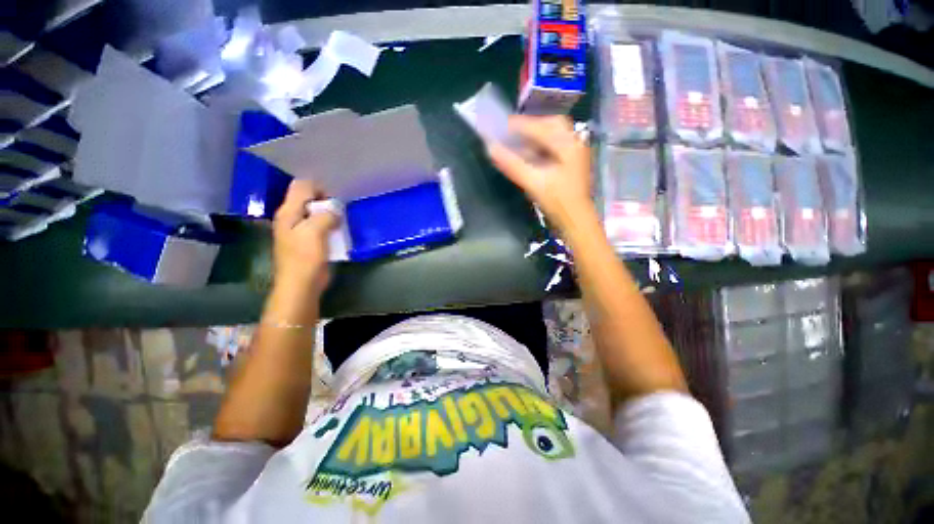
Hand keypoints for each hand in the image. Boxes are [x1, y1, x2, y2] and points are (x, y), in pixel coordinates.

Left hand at [272, 180, 338, 297]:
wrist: (301, 284)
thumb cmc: (305, 257)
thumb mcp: (315, 231)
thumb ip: (325, 215)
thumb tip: (336, 209)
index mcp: (288, 212)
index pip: (301, 186)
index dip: (319, 188)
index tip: (335, 200)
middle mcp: (291, 217)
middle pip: (309, 199)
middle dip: (326, 201)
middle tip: (340, 212)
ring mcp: (300, 230)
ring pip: (316, 213)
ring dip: (330, 215)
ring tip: (341, 221)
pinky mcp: (309, 241)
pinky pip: (321, 226)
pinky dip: (330, 225)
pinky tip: (339, 231)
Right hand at [486, 115, 593, 230]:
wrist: (576, 221)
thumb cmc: (557, 202)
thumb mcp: (534, 182)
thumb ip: (513, 164)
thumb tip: (491, 148)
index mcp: (568, 144)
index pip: (541, 127)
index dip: (520, 125)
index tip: (501, 125)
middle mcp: (574, 143)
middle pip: (552, 125)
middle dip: (531, 125)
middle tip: (512, 131)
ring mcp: (575, 154)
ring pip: (554, 135)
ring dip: (536, 135)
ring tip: (518, 140)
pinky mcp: (571, 164)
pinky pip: (554, 147)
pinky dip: (540, 146)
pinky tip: (529, 153)